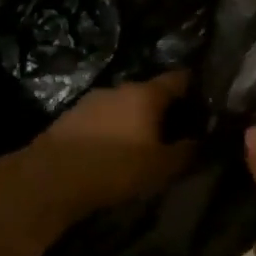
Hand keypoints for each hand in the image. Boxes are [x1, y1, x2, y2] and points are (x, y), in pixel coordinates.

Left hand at [34, 72, 198, 218]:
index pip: (178, 79)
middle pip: (149, 92)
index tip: (204, 100)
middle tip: (175, 130)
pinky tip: (112, 150)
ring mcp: (91, 100)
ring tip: (143, 143)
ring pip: (122, 105)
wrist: (51, 177)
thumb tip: (199, 141)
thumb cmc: (115, 167)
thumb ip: (185, 152)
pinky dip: (111, 129)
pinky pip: (101, 119)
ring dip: (134, 120)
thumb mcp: (160, 167)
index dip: (193, 87)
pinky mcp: (70, 117)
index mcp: (145, 94)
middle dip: (162, 109)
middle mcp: (118, 89)